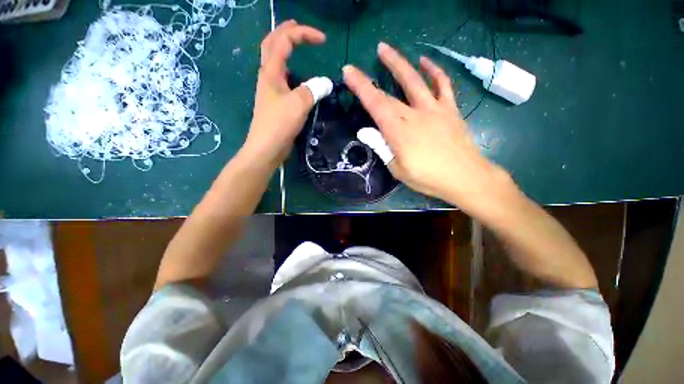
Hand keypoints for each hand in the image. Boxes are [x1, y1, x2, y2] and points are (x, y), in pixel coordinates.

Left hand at [242, 20, 325, 165]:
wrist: (267, 148)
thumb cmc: (279, 124)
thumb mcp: (298, 104)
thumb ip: (313, 90)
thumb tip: (326, 83)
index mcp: (271, 72)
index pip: (283, 41)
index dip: (302, 34)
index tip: (323, 40)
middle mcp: (268, 77)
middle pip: (272, 45)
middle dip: (286, 33)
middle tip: (300, 29)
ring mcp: (271, 90)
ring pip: (276, 62)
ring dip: (286, 50)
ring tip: (298, 47)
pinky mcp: (276, 102)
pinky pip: (283, 80)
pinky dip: (291, 71)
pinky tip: (299, 78)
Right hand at [343, 42, 514, 211]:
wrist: (464, 177)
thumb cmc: (427, 178)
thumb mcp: (398, 169)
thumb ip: (381, 147)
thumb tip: (365, 131)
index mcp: (399, 132)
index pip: (376, 105)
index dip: (361, 87)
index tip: (349, 72)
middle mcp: (414, 115)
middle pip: (389, 93)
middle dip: (369, 79)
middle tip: (355, 67)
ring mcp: (434, 109)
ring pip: (415, 80)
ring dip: (399, 63)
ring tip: (386, 49)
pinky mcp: (450, 109)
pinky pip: (443, 84)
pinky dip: (434, 71)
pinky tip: (425, 61)